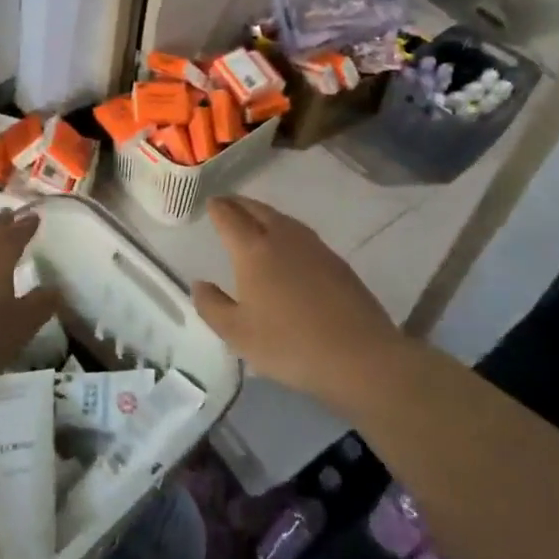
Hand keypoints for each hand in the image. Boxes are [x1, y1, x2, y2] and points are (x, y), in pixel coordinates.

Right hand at [192, 197, 407, 416]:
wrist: (359, 355)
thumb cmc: (289, 344)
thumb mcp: (238, 334)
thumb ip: (212, 306)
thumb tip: (199, 284)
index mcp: (253, 251)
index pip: (230, 219)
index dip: (218, 209)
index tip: (210, 202)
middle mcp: (282, 239)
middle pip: (257, 210)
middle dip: (239, 204)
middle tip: (227, 203)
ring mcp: (313, 247)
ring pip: (282, 219)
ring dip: (264, 213)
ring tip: (254, 218)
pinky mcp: (336, 261)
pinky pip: (301, 233)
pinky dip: (286, 229)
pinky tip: (288, 244)